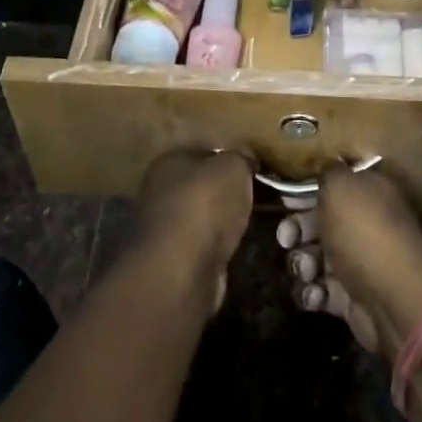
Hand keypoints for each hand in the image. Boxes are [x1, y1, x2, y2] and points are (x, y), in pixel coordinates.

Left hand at [136, 149, 255, 311]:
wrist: (182, 271)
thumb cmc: (205, 205)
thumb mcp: (233, 166)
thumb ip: (241, 158)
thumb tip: (247, 160)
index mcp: (169, 161)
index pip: (205, 150)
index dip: (231, 157)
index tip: (256, 168)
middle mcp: (161, 190)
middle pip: (203, 184)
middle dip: (228, 190)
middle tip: (260, 194)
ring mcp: (165, 227)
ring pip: (205, 215)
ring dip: (225, 219)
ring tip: (253, 220)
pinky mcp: (175, 259)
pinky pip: (205, 242)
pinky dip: (220, 243)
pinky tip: (238, 244)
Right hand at [280, 164, 421, 358]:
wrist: (395, 300)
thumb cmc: (364, 234)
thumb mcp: (341, 187)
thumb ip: (328, 172)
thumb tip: (326, 166)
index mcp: (369, 192)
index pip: (333, 184)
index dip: (306, 191)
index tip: (286, 201)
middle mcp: (365, 224)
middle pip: (319, 221)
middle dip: (296, 230)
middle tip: (286, 239)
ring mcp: (358, 262)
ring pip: (315, 257)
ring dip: (302, 263)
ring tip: (307, 271)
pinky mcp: (351, 297)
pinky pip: (321, 290)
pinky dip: (312, 292)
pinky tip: (315, 294)